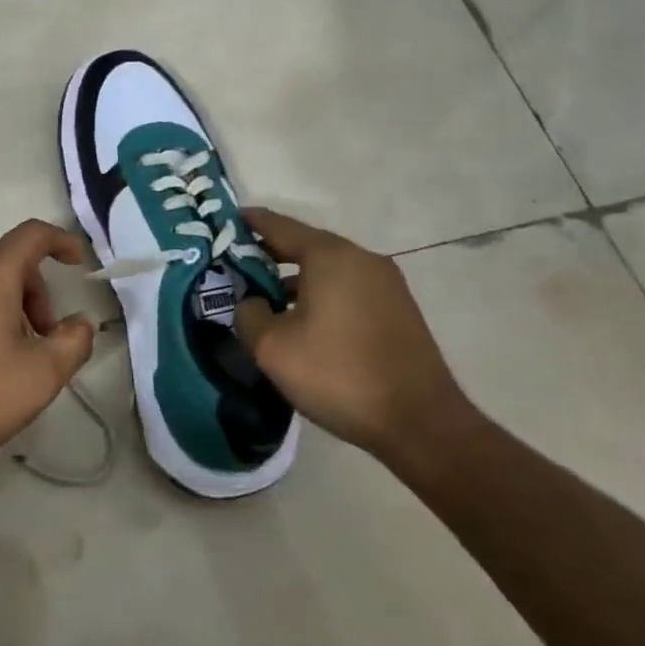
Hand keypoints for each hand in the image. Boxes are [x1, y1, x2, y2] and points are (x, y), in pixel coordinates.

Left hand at [0, 219, 95, 483]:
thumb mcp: (39, 377)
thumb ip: (73, 343)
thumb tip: (81, 323)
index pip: (32, 234)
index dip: (61, 242)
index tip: (79, 264)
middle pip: (5, 261)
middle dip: (35, 292)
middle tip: (45, 339)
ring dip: (5, 306)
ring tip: (9, 356)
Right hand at [234, 208, 469, 459]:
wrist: (420, 423)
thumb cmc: (338, 375)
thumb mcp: (272, 347)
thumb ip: (248, 313)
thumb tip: (251, 302)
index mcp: (330, 256)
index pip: (279, 226)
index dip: (248, 223)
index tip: (224, 222)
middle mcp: (361, 258)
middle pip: (305, 245)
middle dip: (269, 254)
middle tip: (236, 267)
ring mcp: (385, 284)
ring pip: (328, 269)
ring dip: (295, 279)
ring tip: (265, 300)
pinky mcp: (397, 309)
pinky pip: (347, 289)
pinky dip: (320, 294)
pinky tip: (303, 322)